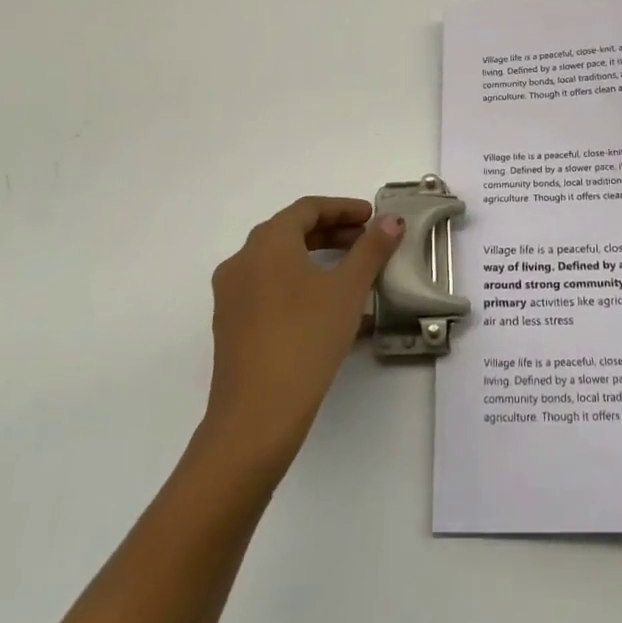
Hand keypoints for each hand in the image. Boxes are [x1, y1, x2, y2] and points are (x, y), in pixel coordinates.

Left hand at [201, 196, 402, 474]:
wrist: (257, 414)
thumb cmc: (306, 338)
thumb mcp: (348, 290)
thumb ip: (371, 249)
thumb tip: (391, 221)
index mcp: (267, 242)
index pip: (307, 209)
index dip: (343, 208)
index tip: (372, 217)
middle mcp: (242, 260)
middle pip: (290, 233)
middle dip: (331, 233)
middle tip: (366, 242)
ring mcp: (231, 295)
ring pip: (278, 263)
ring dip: (316, 260)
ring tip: (352, 276)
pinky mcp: (230, 326)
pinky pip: (269, 290)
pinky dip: (300, 286)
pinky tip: (329, 310)